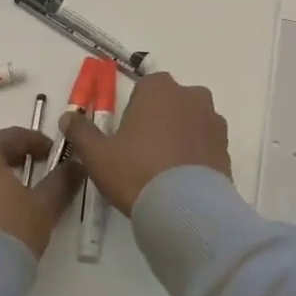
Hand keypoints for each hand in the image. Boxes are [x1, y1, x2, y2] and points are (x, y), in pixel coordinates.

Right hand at [61, 71, 229, 216]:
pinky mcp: (226, 146)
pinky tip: (183, 180)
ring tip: (165, 171)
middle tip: (144, 154)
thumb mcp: (97, 155)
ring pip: (191, 122)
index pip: (145, 88)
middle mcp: (191, 95)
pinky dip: (196, 154)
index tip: (127, 137)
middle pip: (170, 103)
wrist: (185, 208)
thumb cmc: (136, 172)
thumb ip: (82, 132)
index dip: (135, 112)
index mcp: (159, 88)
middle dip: (160, 121)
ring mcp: (213, 120)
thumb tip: (68, 118)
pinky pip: (206, 143)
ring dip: (180, 136)